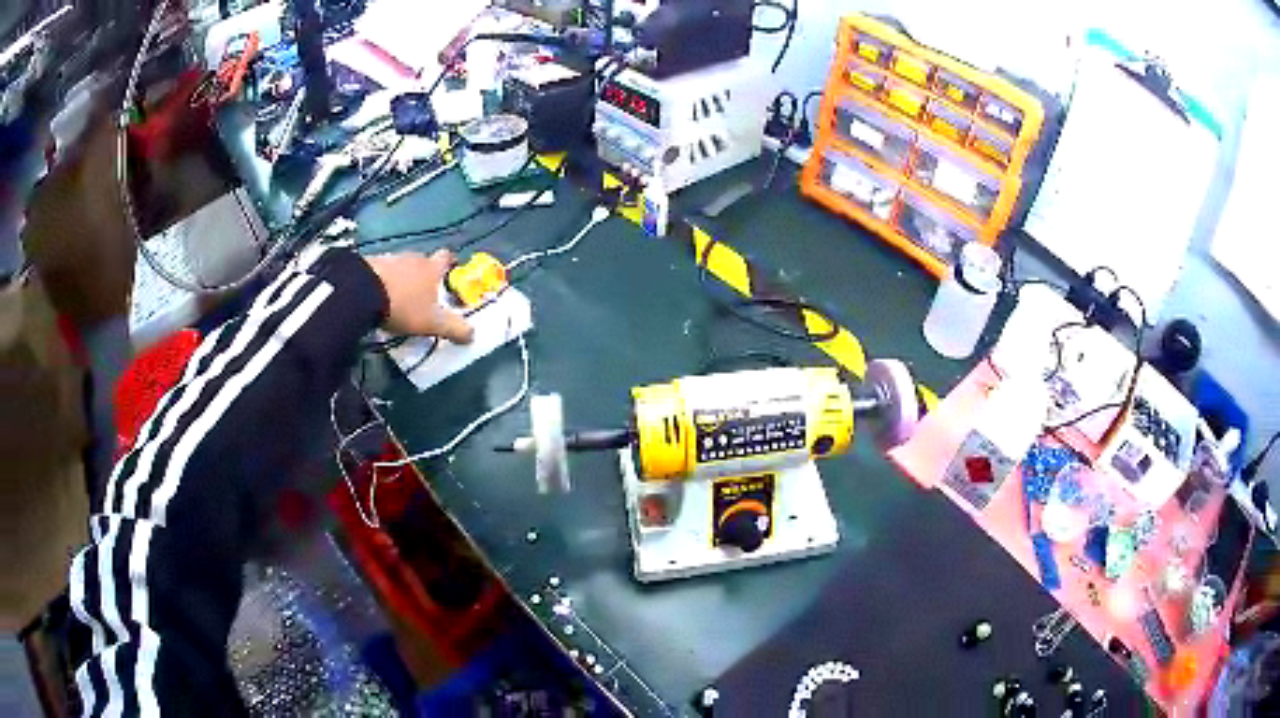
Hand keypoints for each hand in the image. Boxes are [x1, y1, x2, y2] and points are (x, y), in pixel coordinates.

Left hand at [364, 250, 473, 343]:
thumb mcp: (432, 323)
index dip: (451, 263)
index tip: (451, 272)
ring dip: (403, 278)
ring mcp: (391, 258)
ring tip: (399, 297)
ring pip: (403, 266)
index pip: (447, 257)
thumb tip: (472, 335)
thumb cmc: (403, 305)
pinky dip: (384, 281)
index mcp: (432, 268)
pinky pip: (383, 271)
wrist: (362, 291)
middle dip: (425, 275)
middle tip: (423, 294)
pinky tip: (380, 294)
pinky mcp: (370, 263)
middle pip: (424, 262)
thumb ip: (453, 328)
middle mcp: (414, 258)